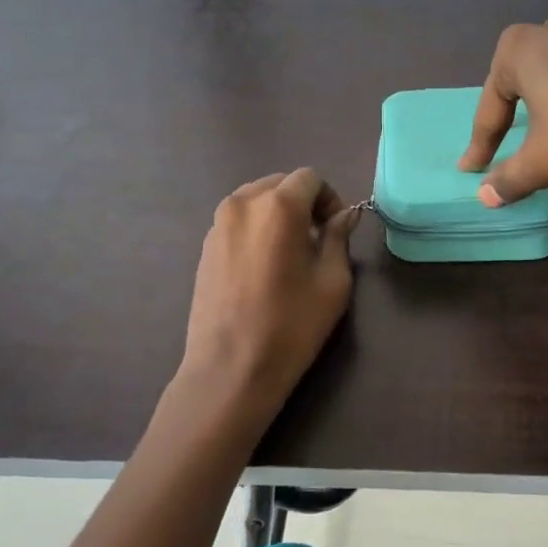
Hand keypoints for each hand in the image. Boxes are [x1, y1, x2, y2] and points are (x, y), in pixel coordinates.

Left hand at [182, 169, 358, 405]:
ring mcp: (217, 224)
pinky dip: (257, 229)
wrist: (231, 368)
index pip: (309, 178)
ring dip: (278, 214)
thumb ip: (338, 238)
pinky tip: (264, 267)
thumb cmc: (291, 326)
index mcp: (278, 207)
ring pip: (256, 200)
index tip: (337, 229)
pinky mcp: (204, 246)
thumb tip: (343, 216)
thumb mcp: (332, 283)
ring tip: (290, 253)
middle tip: (317, 239)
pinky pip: (238, 221)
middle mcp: (242, 204)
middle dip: (303, 202)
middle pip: (280, 183)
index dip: (329, 198)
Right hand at [459, 17, 547, 204]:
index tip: (472, 170)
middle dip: (511, 117)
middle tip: (504, 144)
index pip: (490, 109)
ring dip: (545, 109)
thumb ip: (510, 178)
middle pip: (519, 85)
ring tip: (544, 136)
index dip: (480, 145)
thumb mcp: (543, 161)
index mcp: (517, 50)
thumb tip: (485, 196)